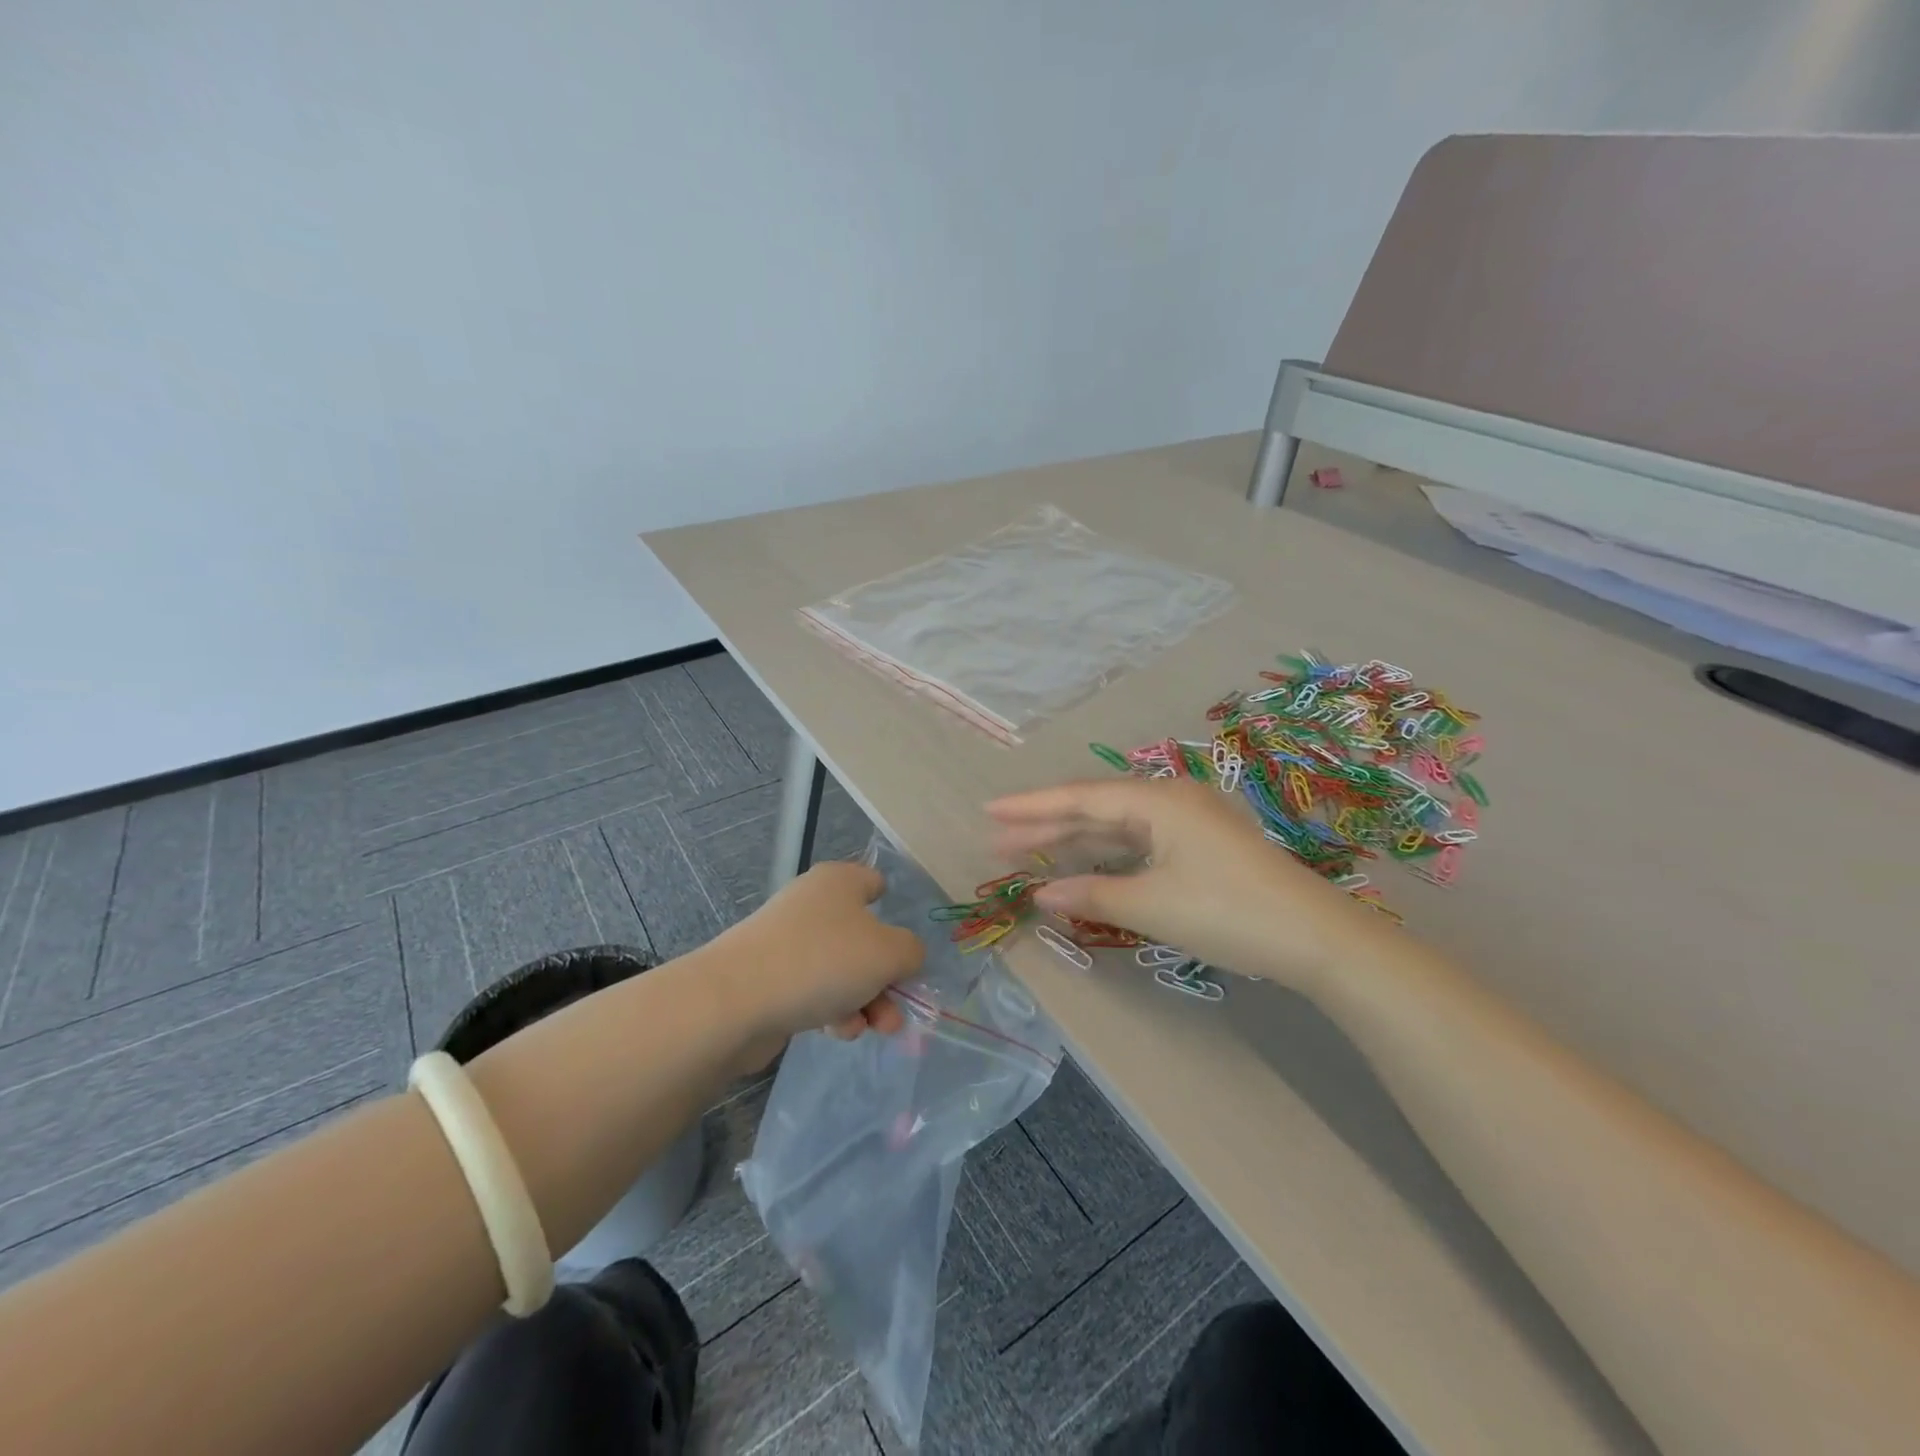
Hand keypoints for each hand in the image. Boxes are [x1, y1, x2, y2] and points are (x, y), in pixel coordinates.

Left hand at [703, 861, 924, 1049]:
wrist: (737, 1000)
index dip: (895, 911)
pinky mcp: (770, 977)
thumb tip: (904, 956)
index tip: (905, 946)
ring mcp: (788, 941)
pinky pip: (814, 990)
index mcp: (840, 881)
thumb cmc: (823, 961)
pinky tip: (836, 1030)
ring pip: (841, 969)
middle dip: (885, 977)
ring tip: (872, 1028)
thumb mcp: (889, 953)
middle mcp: (813, 903)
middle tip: (897, 1008)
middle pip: (864, 937)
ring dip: (864, 1001)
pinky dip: (831, 1010)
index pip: (875, 883)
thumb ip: (912, 952)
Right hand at [987, 777, 1373, 985]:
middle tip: (998, 839)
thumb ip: (1090, 894)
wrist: (1316, 937)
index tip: (989, 812)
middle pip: (1095, 809)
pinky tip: (1083, 865)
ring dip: (1074, 841)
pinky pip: (1138, 842)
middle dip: (1046, 825)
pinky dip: (1106, 855)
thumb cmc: (1228, 913)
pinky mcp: (1199, 846)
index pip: (1080, 799)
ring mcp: (1187, 822)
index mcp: (1157, 801)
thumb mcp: (1152, 905)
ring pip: (1116, 826)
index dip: (1031, 807)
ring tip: (1027, 852)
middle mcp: (1170, 800)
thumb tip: (1039, 894)